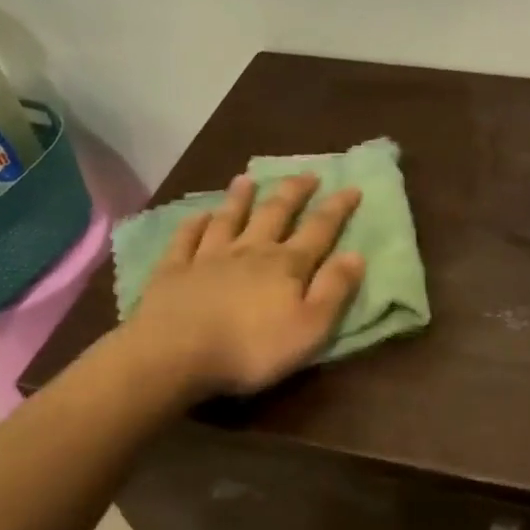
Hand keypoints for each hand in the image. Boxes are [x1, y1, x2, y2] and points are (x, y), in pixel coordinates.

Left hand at [122, 173, 366, 397]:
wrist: (175, 354)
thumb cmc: (251, 348)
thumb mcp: (310, 327)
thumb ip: (334, 290)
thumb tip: (356, 254)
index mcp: (286, 265)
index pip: (319, 229)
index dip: (337, 208)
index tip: (352, 187)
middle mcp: (250, 250)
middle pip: (275, 213)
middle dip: (293, 192)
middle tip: (307, 174)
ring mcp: (208, 257)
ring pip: (228, 219)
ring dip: (240, 198)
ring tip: (247, 179)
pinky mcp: (173, 270)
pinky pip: (185, 239)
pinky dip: (193, 224)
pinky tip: (198, 215)